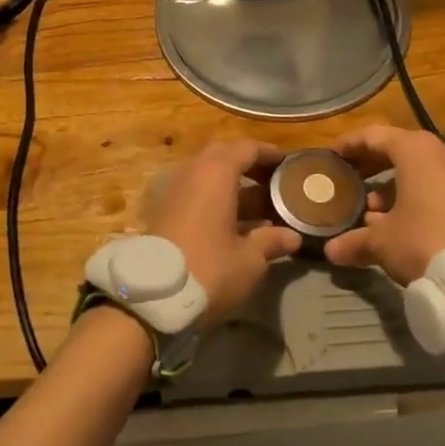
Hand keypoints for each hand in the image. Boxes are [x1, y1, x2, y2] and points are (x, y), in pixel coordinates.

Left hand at [147, 140, 301, 328]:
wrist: (151, 297)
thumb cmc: (209, 269)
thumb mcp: (249, 260)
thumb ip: (271, 241)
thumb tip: (292, 236)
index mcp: (216, 173)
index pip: (246, 148)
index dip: (269, 153)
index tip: (287, 163)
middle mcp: (192, 172)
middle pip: (223, 155)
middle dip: (248, 164)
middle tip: (271, 181)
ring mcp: (174, 191)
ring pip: (206, 175)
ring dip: (231, 184)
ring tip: (259, 206)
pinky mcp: (163, 211)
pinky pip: (194, 192)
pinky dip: (215, 199)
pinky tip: (232, 224)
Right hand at [324, 125, 444, 286]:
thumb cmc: (425, 240)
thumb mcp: (383, 242)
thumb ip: (355, 241)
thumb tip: (332, 251)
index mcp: (415, 150)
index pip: (373, 136)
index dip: (349, 145)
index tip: (331, 156)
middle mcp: (441, 152)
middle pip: (397, 149)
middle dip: (370, 165)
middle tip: (348, 179)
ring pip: (418, 170)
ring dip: (392, 186)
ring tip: (371, 212)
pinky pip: (436, 186)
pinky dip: (415, 196)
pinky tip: (399, 223)